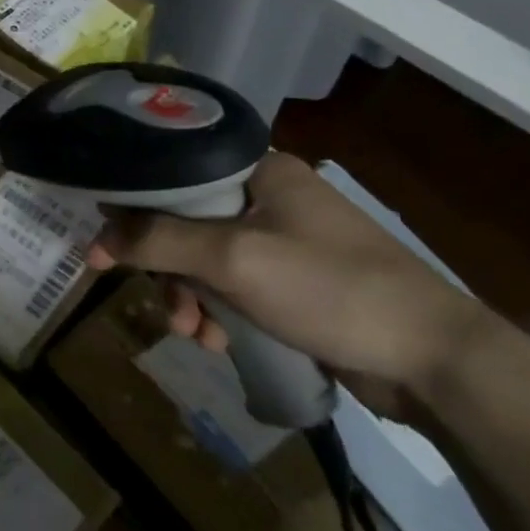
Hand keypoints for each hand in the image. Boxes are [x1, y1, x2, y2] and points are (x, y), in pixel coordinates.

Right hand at [86, 153, 498, 407]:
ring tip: (197, 335)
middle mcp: (269, 198)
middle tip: (167, 308)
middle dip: (170, 272)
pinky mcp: (294, 283)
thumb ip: (159, 240)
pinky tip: (222, 343)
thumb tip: (97, 234)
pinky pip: (234, 290)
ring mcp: (284, 242)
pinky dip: (220, 315)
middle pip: (185, 225)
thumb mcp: (234, 259)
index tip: (104, 251)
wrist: (431, 359)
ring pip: (207, 263)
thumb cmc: (329, 289)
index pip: (174, 177)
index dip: (133, 212)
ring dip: (192, 300)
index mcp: (260, 171)